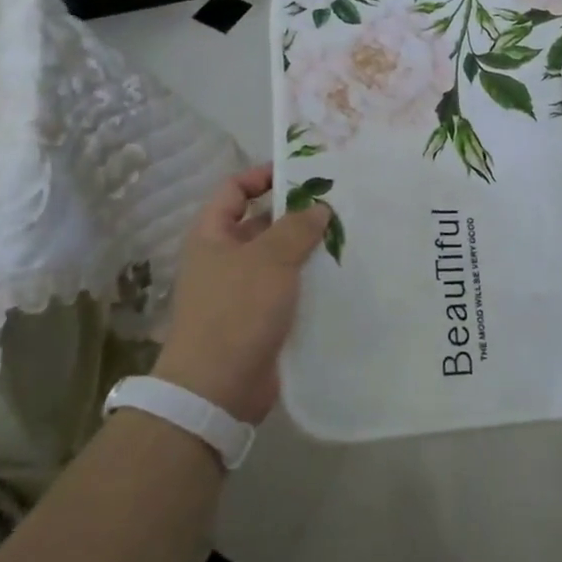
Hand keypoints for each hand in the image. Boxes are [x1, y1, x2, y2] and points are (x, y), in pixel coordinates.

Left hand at [153, 164, 328, 423]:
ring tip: (349, 236)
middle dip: (297, 214)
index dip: (263, 175)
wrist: (217, 389)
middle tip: (339, 204)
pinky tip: (342, 276)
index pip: (234, 189)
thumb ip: (297, 228)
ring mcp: (242, 291)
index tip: (302, 173)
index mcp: (212, 235)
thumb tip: (319, 208)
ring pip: (279, 259)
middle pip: (261, 223)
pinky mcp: (260, 320)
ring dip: (308, 249)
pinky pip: (288, 290)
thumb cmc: (236, 310)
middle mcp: (224, 259)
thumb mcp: (269, 259)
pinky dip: (310, 282)